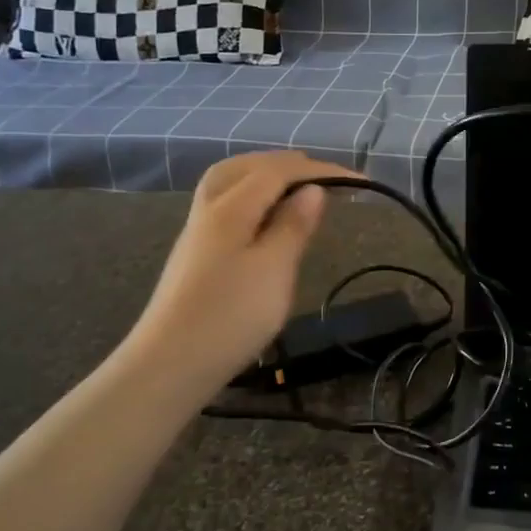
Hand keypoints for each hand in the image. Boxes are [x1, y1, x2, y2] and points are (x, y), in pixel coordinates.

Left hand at [128, 151, 358, 388]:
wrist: (170, 364)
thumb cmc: (231, 316)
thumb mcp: (274, 269)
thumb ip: (293, 226)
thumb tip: (313, 189)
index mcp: (230, 207)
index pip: (278, 171)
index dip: (320, 170)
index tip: (360, 181)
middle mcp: (209, 209)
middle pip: (247, 168)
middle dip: (288, 166)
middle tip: (324, 177)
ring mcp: (197, 232)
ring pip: (230, 184)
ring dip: (265, 177)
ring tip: (296, 190)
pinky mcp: (195, 255)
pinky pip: (226, 205)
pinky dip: (252, 198)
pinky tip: (265, 221)